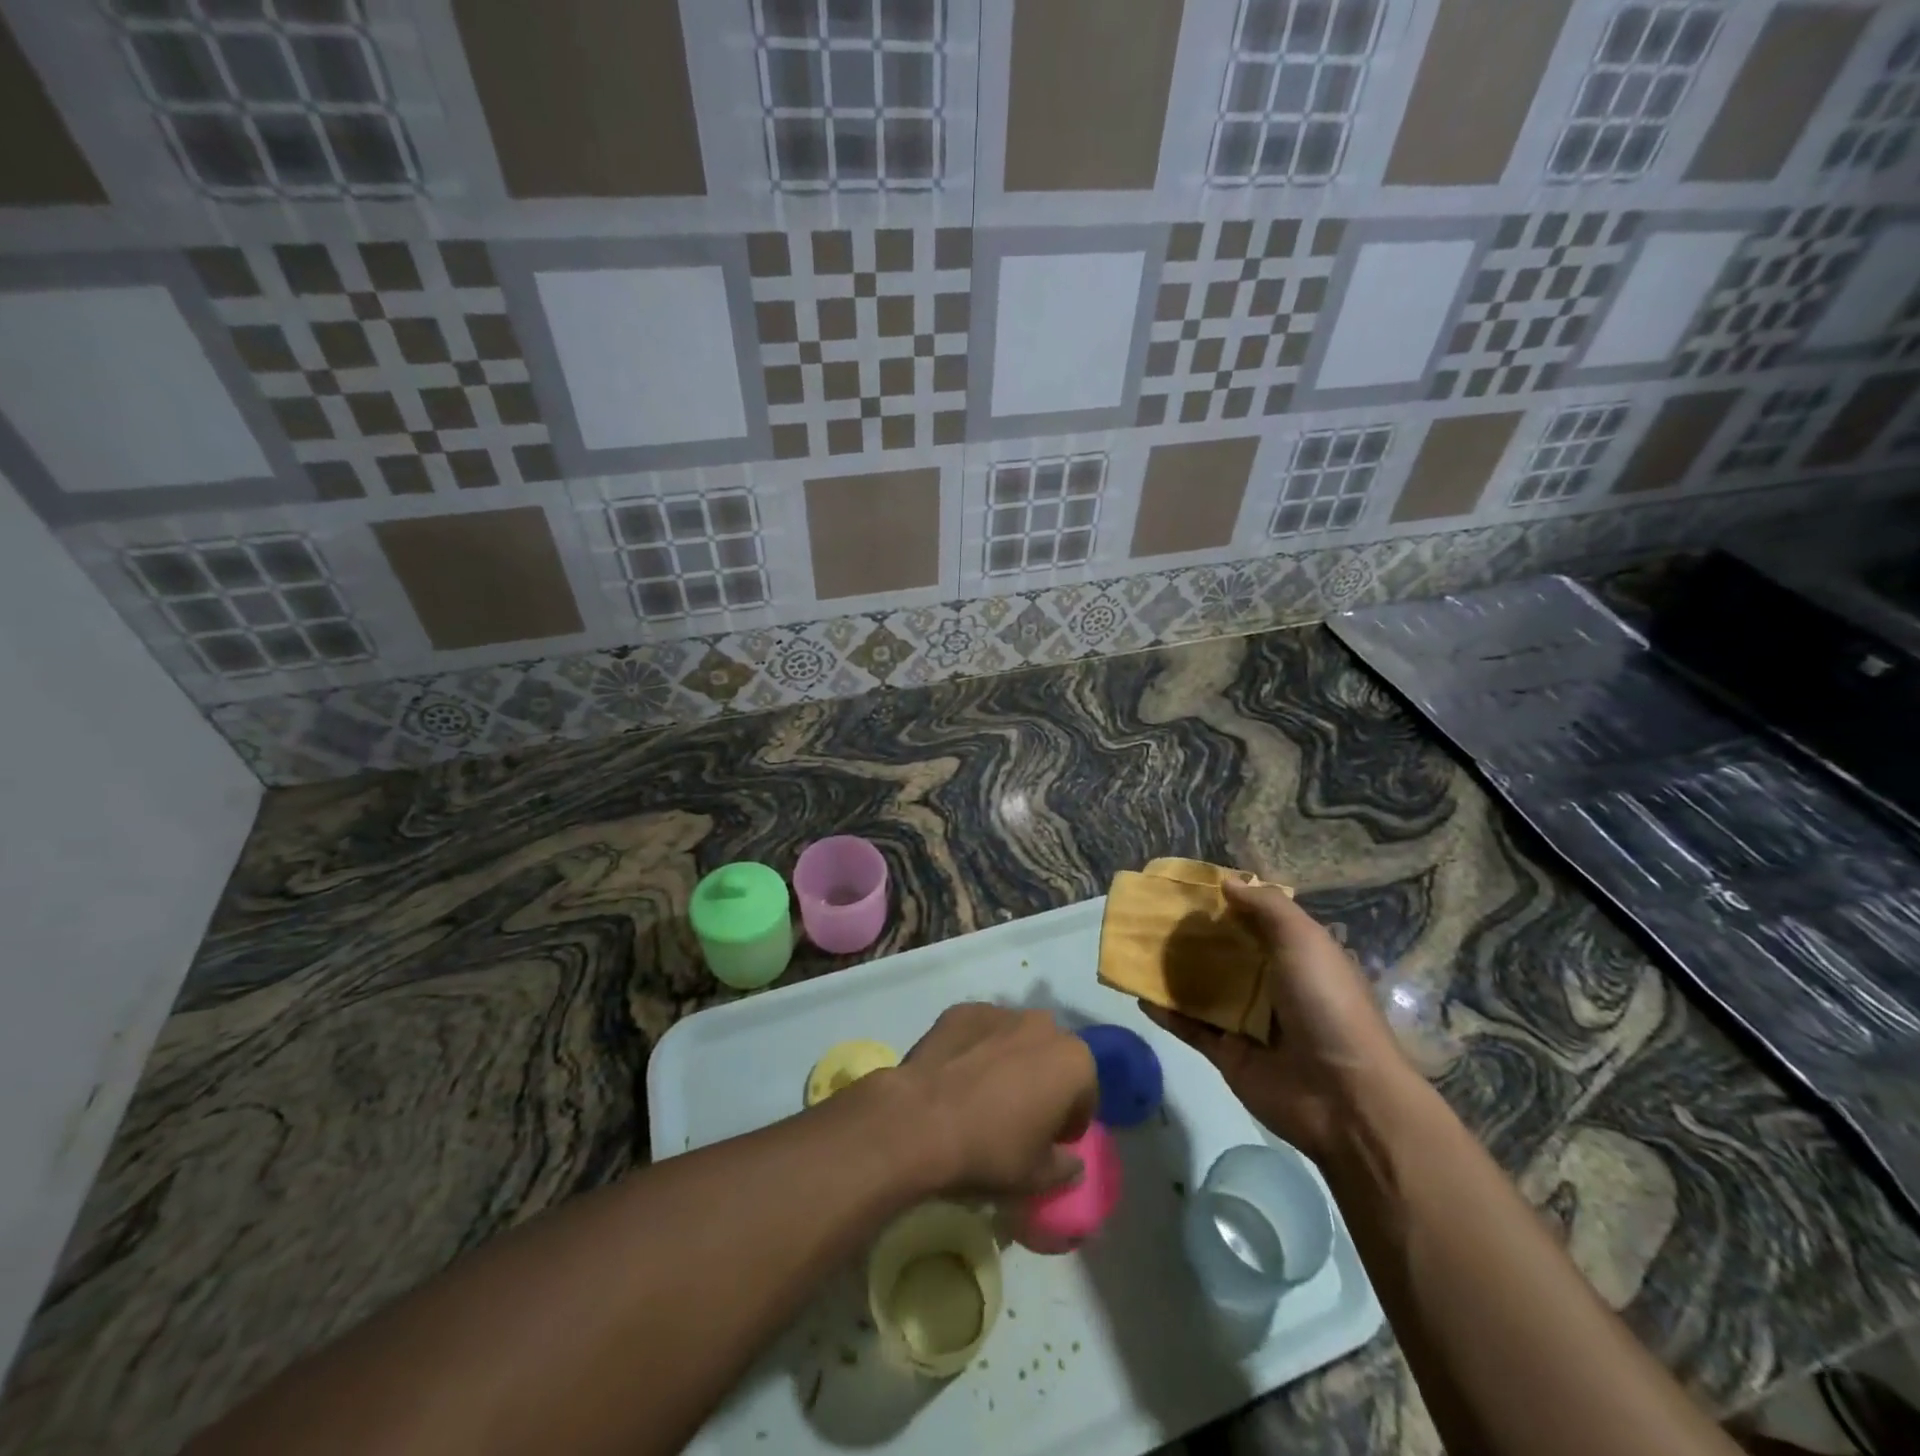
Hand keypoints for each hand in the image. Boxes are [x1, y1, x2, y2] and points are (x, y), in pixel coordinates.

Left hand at [881, 1003, 1096, 1197]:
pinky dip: (976, 1047)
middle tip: (1018, 1115)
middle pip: (1052, 1057)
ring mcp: (1000, 1011)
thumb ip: (1064, 1167)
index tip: (1048, 1141)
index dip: (1069, 1121)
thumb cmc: (991, 1150)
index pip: (1085, 1093)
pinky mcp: (963, 1009)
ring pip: (1016, 1038)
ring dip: (1010, 1060)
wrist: (921, 1119)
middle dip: (1043, 1081)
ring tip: (984, 1093)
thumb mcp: (1037, 1178)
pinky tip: (957, 1075)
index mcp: (1073, 1061)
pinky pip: (980, 1031)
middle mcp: (1043, 1024)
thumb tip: (1070, 1160)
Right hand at [1144, 878, 1413, 1163]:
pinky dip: (1166, 1012)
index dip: (1227, 904)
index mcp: (1299, 958)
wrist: (1344, 1097)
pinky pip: (1190, 1028)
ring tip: (1137, 948)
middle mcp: (1274, 986)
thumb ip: (1267, 907)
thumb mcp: (1304, 941)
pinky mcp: (1228, 1053)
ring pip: (1204, 989)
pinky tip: (1138, 993)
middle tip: (1153, 915)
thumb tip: (1227, 882)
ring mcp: (1249, 1022)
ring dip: (1174, 972)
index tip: (1189, 888)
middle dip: (1194, 936)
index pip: (1258, 923)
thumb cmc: (1327, 1005)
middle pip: (1227, 954)